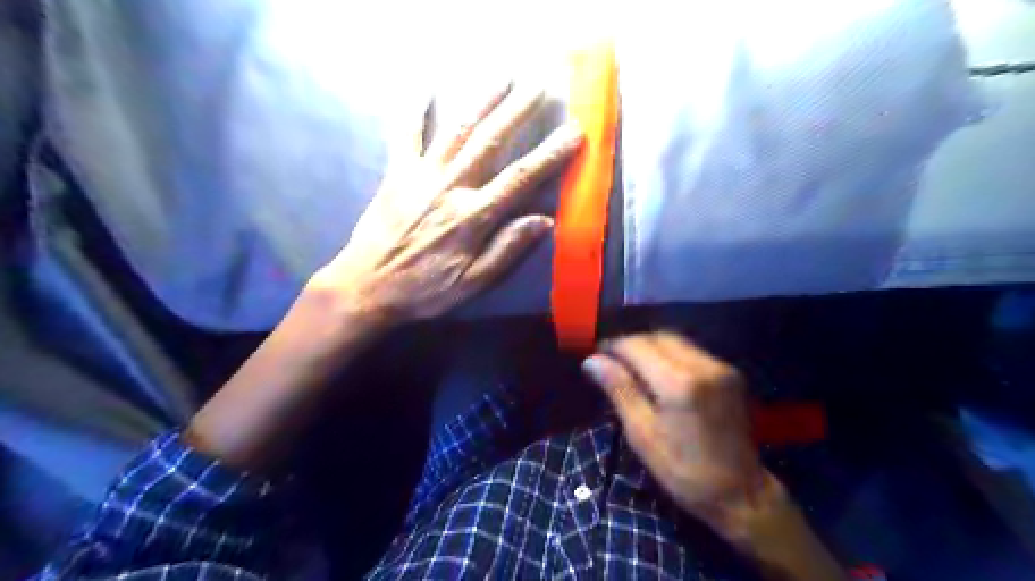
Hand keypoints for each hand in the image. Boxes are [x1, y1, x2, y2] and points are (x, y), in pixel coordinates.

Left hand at [306, 83, 579, 326]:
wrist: (367, 286)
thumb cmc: (424, 290)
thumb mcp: (472, 283)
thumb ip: (507, 250)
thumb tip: (544, 221)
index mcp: (473, 216)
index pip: (520, 178)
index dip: (550, 154)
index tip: (573, 133)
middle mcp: (451, 187)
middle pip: (491, 141)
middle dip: (519, 111)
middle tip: (541, 86)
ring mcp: (421, 175)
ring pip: (457, 129)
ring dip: (482, 100)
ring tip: (503, 76)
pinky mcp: (396, 173)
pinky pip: (406, 134)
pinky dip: (414, 109)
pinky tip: (424, 87)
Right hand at [582, 330, 767, 531]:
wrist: (741, 493)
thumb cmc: (682, 471)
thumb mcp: (642, 433)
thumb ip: (619, 389)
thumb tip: (592, 361)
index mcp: (678, 383)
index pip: (637, 346)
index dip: (613, 346)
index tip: (597, 356)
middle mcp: (703, 366)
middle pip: (658, 337)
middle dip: (633, 344)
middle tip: (612, 361)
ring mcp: (721, 368)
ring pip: (676, 341)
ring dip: (652, 347)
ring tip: (633, 366)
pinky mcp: (731, 373)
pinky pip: (692, 351)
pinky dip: (671, 354)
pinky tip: (660, 373)